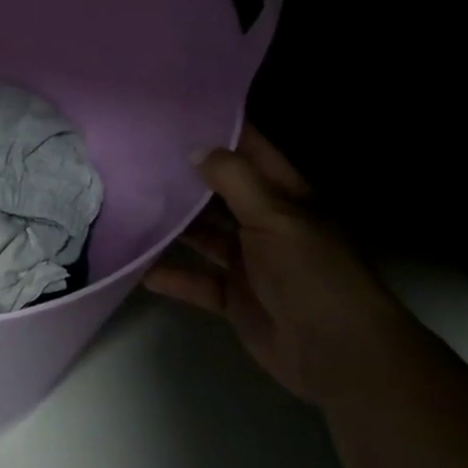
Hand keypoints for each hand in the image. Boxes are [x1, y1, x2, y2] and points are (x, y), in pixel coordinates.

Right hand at [144, 126, 417, 408]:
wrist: (338, 354)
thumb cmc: (312, 273)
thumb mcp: (275, 216)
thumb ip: (234, 180)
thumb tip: (196, 148)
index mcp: (287, 199)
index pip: (253, 153)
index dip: (223, 131)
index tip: (180, 112)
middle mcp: (267, 225)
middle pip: (222, 193)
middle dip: (187, 176)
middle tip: (140, 154)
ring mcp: (251, 263)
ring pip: (205, 235)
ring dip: (174, 225)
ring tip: (130, 203)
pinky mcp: (235, 299)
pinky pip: (197, 281)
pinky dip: (171, 275)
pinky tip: (138, 267)